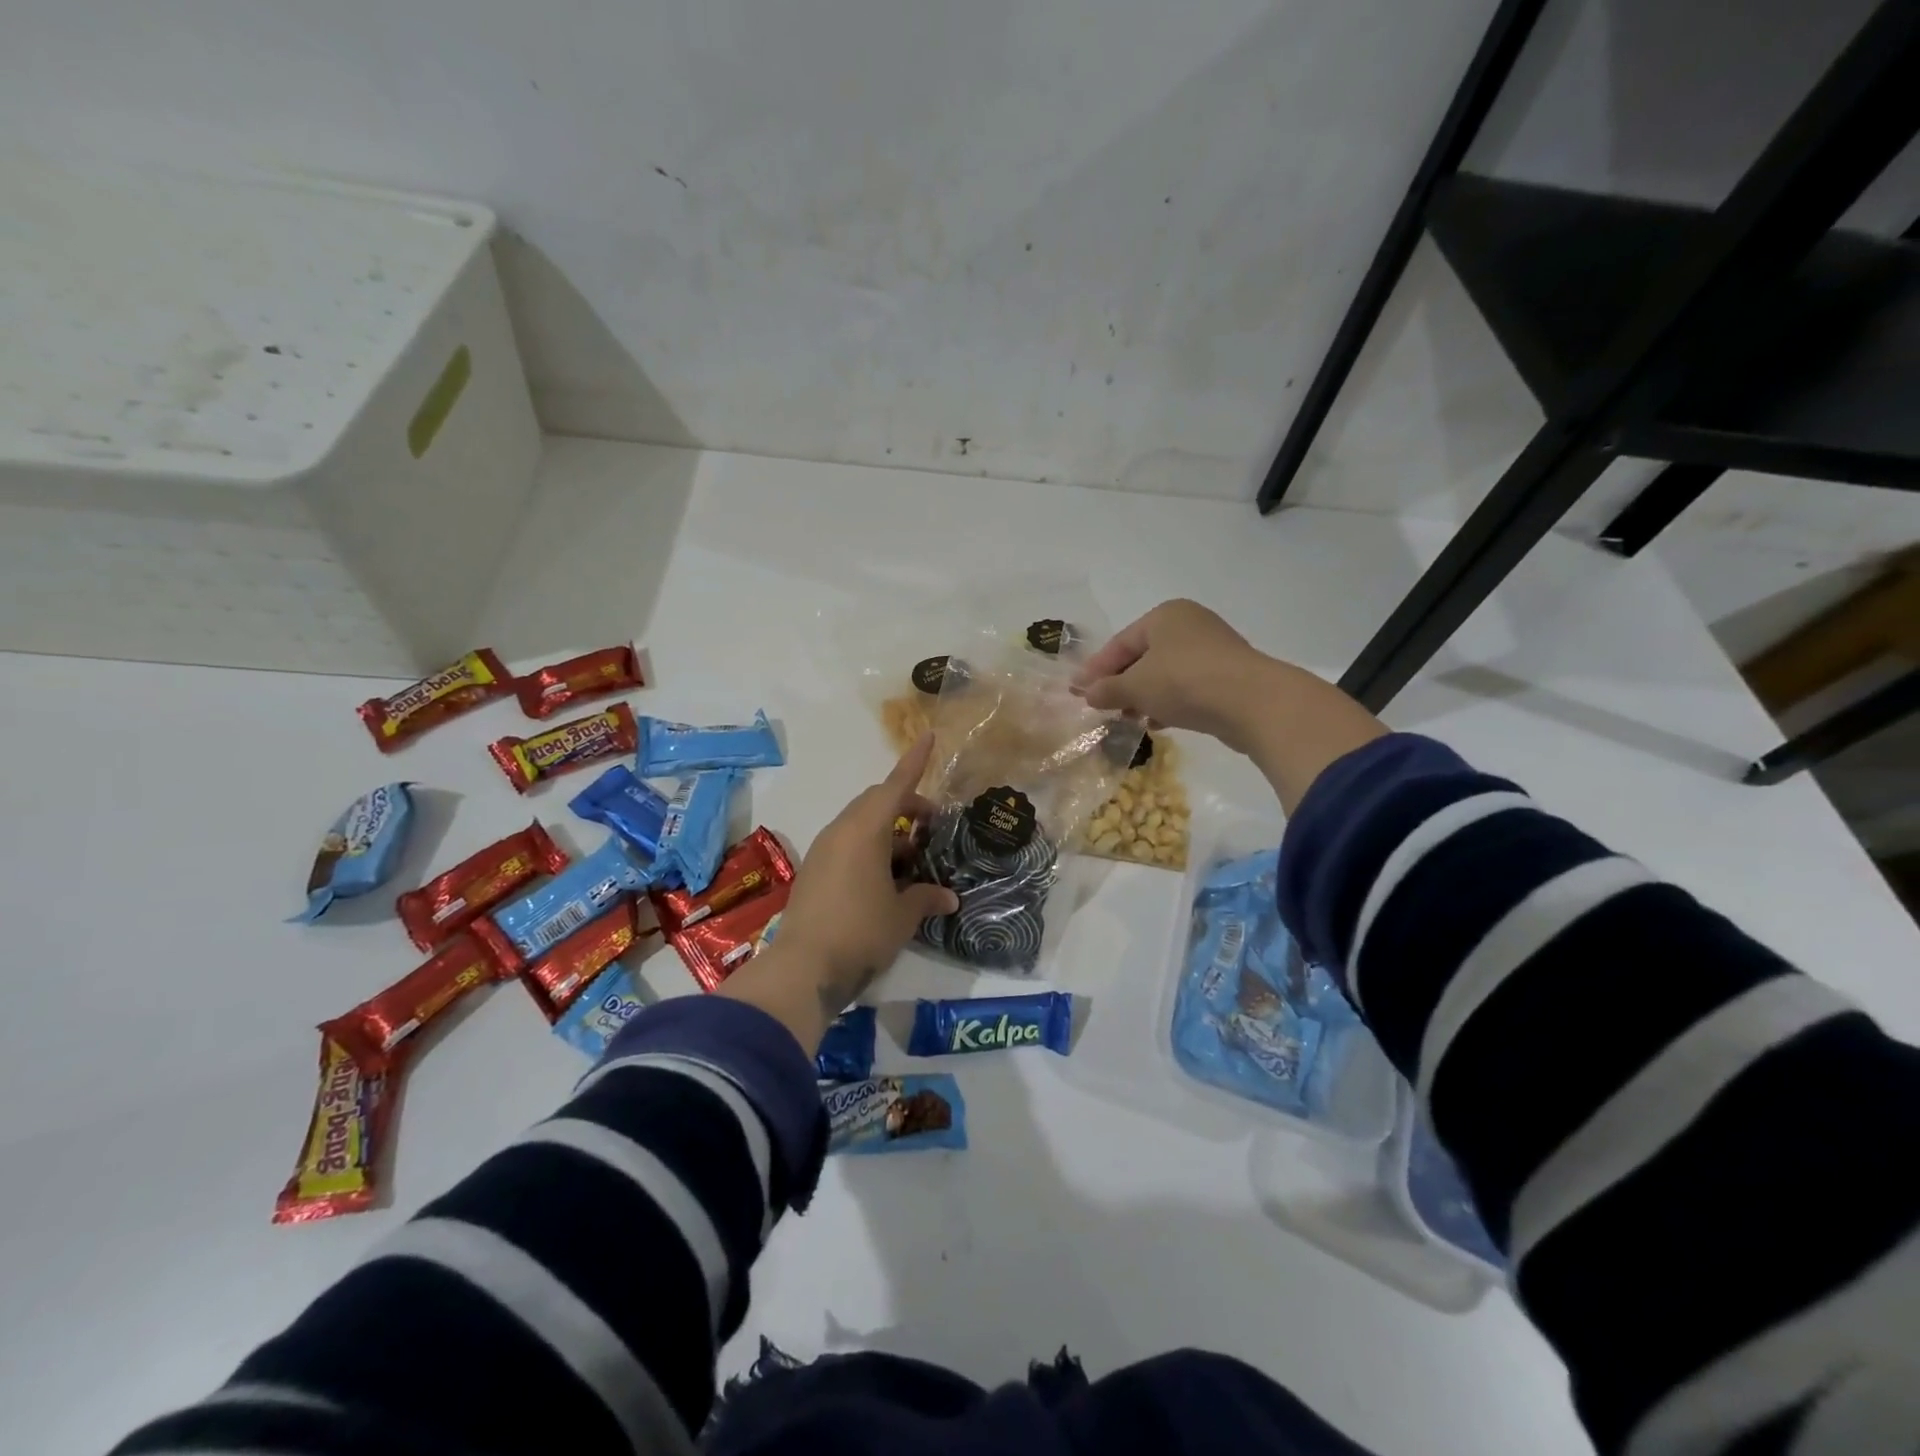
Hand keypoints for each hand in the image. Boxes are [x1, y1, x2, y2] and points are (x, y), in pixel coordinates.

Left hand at [716, 736, 957, 1048]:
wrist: (804, 968)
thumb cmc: (861, 931)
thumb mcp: (902, 915)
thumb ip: (926, 898)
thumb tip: (948, 897)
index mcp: (865, 829)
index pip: (895, 785)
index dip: (915, 761)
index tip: (929, 736)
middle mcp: (841, 831)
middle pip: (877, 802)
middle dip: (907, 807)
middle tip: (932, 827)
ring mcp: (824, 850)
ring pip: (861, 825)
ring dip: (889, 833)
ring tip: (914, 860)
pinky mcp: (814, 871)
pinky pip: (848, 845)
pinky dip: (871, 850)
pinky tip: (887, 880)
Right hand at [1076, 599, 1386, 811]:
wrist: (1252, 702)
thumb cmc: (1184, 682)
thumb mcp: (1136, 686)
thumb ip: (1107, 689)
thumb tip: (1086, 694)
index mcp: (1165, 615)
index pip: (1120, 643)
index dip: (1096, 669)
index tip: (1077, 692)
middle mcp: (1189, 625)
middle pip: (1142, 657)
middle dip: (1120, 684)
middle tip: (1100, 707)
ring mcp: (1212, 649)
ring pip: (1165, 673)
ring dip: (1143, 696)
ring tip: (1128, 719)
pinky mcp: (1228, 676)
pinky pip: (1187, 686)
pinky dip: (1168, 702)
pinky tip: (1158, 723)